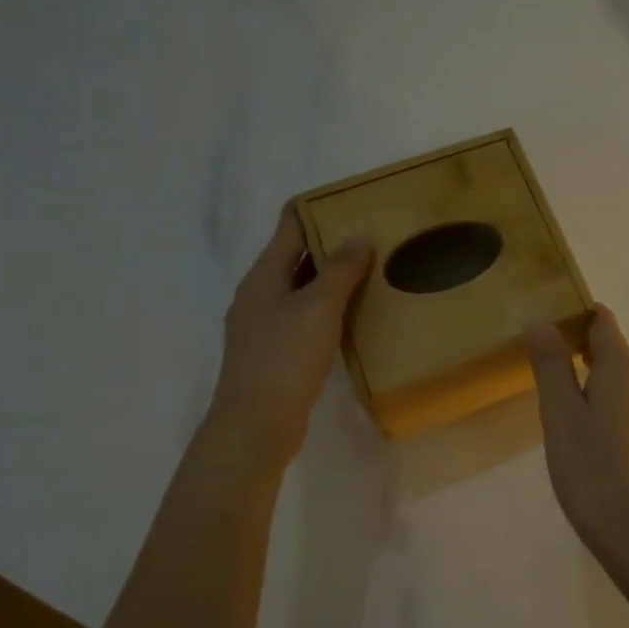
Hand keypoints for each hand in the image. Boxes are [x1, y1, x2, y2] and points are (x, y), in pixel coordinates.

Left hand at [206, 205, 373, 468]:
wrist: (255, 425)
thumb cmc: (285, 358)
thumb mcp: (319, 307)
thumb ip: (341, 270)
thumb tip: (359, 235)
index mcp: (263, 275)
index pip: (289, 226)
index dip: (318, 209)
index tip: (353, 202)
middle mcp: (258, 294)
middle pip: (295, 257)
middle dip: (330, 244)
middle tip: (373, 238)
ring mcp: (263, 325)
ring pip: (301, 289)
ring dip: (331, 279)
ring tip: (371, 273)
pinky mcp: (274, 353)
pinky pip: (304, 317)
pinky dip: (327, 309)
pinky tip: (352, 318)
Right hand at [526, 307, 628, 553]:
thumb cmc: (592, 467)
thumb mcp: (560, 413)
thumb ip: (551, 363)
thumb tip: (541, 320)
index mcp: (624, 365)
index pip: (603, 321)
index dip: (577, 316)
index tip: (549, 327)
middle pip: (614, 351)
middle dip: (582, 353)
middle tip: (546, 376)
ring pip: (623, 381)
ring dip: (596, 384)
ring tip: (564, 412)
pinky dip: (610, 408)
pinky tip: (591, 439)